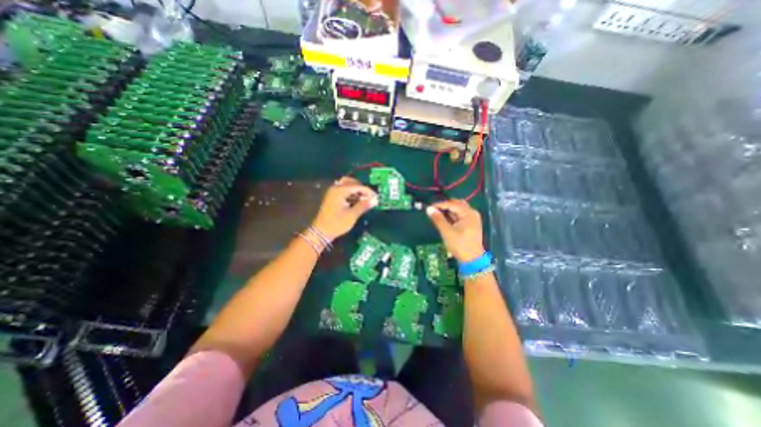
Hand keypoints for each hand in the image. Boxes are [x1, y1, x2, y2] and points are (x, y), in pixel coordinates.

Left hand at [310, 177, 377, 241]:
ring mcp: (333, 192)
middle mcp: (335, 188)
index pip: (357, 186)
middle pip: (351, 182)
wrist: (321, 232)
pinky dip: (351, 193)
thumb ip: (363, 206)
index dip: (368, 191)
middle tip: (370, 196)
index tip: (376, 197)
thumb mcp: (352, 215)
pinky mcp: (332, 197)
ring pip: (347, 185)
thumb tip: (374, 200)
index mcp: (340, 191)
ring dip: (356, 190)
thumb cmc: (336, 224)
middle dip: (362, 188)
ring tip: (364, 199)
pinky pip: (344, 190)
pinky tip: (357, 200)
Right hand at [426, 199, 483, 262]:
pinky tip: (445, 220)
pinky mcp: (470, 224)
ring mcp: (472, 219)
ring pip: (458, 210)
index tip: (429, 207)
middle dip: (445, 206)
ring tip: (438, 215)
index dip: (440, 204)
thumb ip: (438, 219)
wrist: (472, 260)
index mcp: (468, 213)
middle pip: (457, 204)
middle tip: (433, 210)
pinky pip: (460, 216)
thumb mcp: (447, 232)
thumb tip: (429, 209)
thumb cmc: (460, 245)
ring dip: (448, 211)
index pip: (452, 204)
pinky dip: (452, 216)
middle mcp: (472, 213)